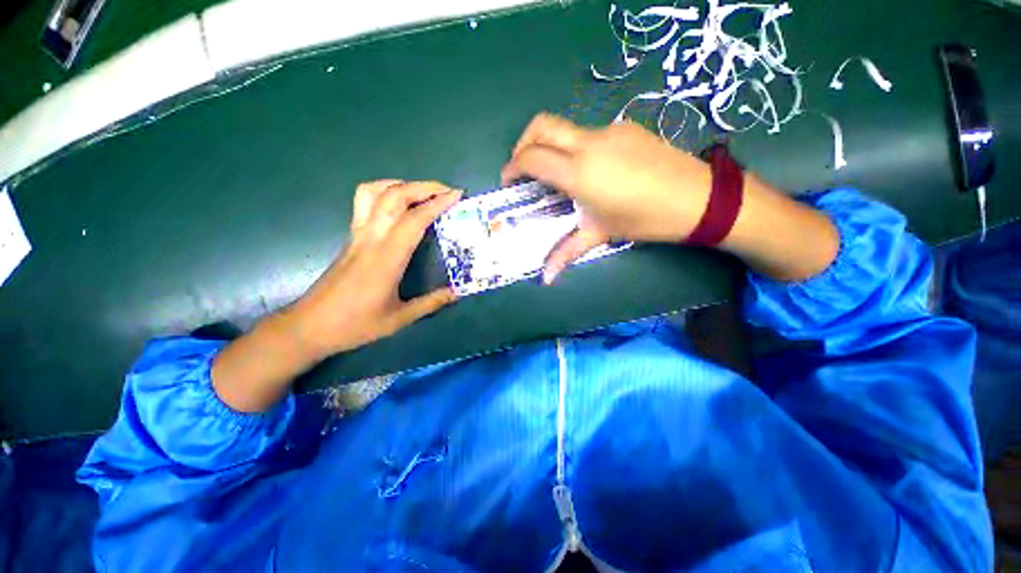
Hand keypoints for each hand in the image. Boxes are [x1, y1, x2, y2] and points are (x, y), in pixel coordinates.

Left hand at [288, 180, 460, 356]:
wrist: (309, 326)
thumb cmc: (355, 325)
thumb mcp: (399, 319)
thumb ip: (431, 303)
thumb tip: (456, 292)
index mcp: (387, 258)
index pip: (414, 220)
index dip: (437, 203)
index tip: (456, 195)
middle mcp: (371, 238)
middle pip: (395, 196)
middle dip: (424, 187)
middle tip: (447, 191)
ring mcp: (357, 235)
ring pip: (374, 192)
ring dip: (401, 184)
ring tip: (422, 192)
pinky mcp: (350, 237)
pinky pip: (364, 202)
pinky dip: (384, 192)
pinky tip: (397, 203)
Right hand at [501, 113, 838, 283]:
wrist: (699, 198)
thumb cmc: (644, 219)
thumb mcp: (599, 234)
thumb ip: (566, 252)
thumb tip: (545, 279)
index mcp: (579, 172)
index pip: (532, 158)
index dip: (513, 167)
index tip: (509, 182)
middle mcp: (588, 143)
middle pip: (541, 125)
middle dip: (522, 143)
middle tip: (522, 168)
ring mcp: (608, 131)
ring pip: (565, 128)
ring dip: (550, 146)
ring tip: (555, 175)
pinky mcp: (625, 128)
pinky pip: (588, 134)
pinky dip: (574, 149)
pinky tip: (589, 171)